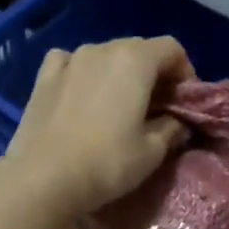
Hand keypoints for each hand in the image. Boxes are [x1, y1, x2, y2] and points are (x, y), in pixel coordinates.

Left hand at [3, 38, 192, 219]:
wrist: (43, 179)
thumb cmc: (107, 164)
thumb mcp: (152, 152)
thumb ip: (172, 129)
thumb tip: (178, 122)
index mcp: (134, 61)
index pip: (172, 49)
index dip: (185, 73)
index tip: (184, 103)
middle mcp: (102, 49)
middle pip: (139, 50)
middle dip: (153, 74)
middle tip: (157, 108)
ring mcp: (69, 60)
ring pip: (105, 56)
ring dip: (119, 75)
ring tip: (119, 107)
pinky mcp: (43, 78)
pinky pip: (71, 64)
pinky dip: (83, 74)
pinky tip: (83, 94)